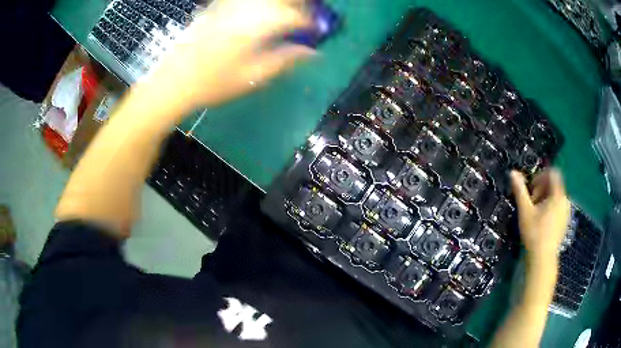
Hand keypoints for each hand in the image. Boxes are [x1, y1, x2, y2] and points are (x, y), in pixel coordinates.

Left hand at [145, 0, 314, 114]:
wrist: (174, 80)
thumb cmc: (214, 83)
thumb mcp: (254, 77)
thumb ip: (286, 60)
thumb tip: (312, 52)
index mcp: (260, 25)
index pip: (297, 16)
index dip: (312, 23)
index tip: (317, 32)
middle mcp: (248, 7)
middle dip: (301, 6)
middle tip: (305, 18)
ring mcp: (231, 4)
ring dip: (282, 3)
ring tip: (286, 14)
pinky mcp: (218, 6)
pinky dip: (260, 4)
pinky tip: (261, 11)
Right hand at [510, 169, 570, 262]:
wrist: (542, 259)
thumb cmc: (534, 233)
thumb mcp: (525, 211)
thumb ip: (520, 190)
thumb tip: (513, 172)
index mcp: (558, 195)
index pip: (553, 174)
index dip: (541, 176)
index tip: (531, 188)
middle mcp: (565, 201)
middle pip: (554, 185)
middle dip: (541, 189)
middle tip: (531, 203)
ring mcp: (566, 213)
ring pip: (556, 197)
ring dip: (545, 199)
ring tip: (535, 213)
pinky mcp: (565, 223)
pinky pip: (558, 207)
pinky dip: (550, 208)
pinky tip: (542, 222)